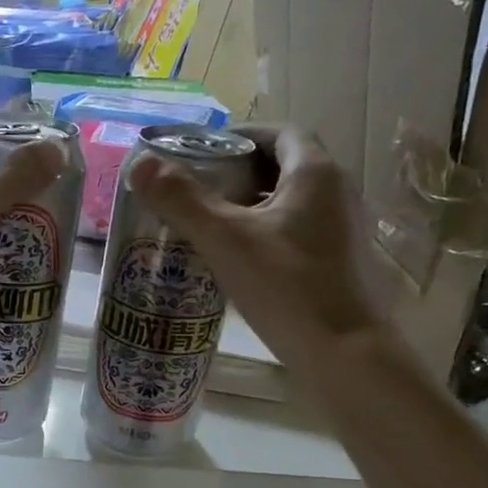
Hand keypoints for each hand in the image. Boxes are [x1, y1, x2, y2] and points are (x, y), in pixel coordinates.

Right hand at [129, 127, 385, 370]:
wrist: (345, 355)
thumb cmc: (287, 287)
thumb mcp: (225, 240)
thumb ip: (182, 200)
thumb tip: (141, 163)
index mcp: (316, 174)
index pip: (279, 132)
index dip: (239, 137)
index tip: (201, 154)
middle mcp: (336, 193)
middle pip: (283, 166)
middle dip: (238, 172)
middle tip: (195, 190)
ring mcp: (342, 230)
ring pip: (289, 202)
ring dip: (250, 204)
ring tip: (207, 224)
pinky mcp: (338, 263)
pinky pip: (295, 231)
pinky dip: (264, 232)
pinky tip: (236, 260)